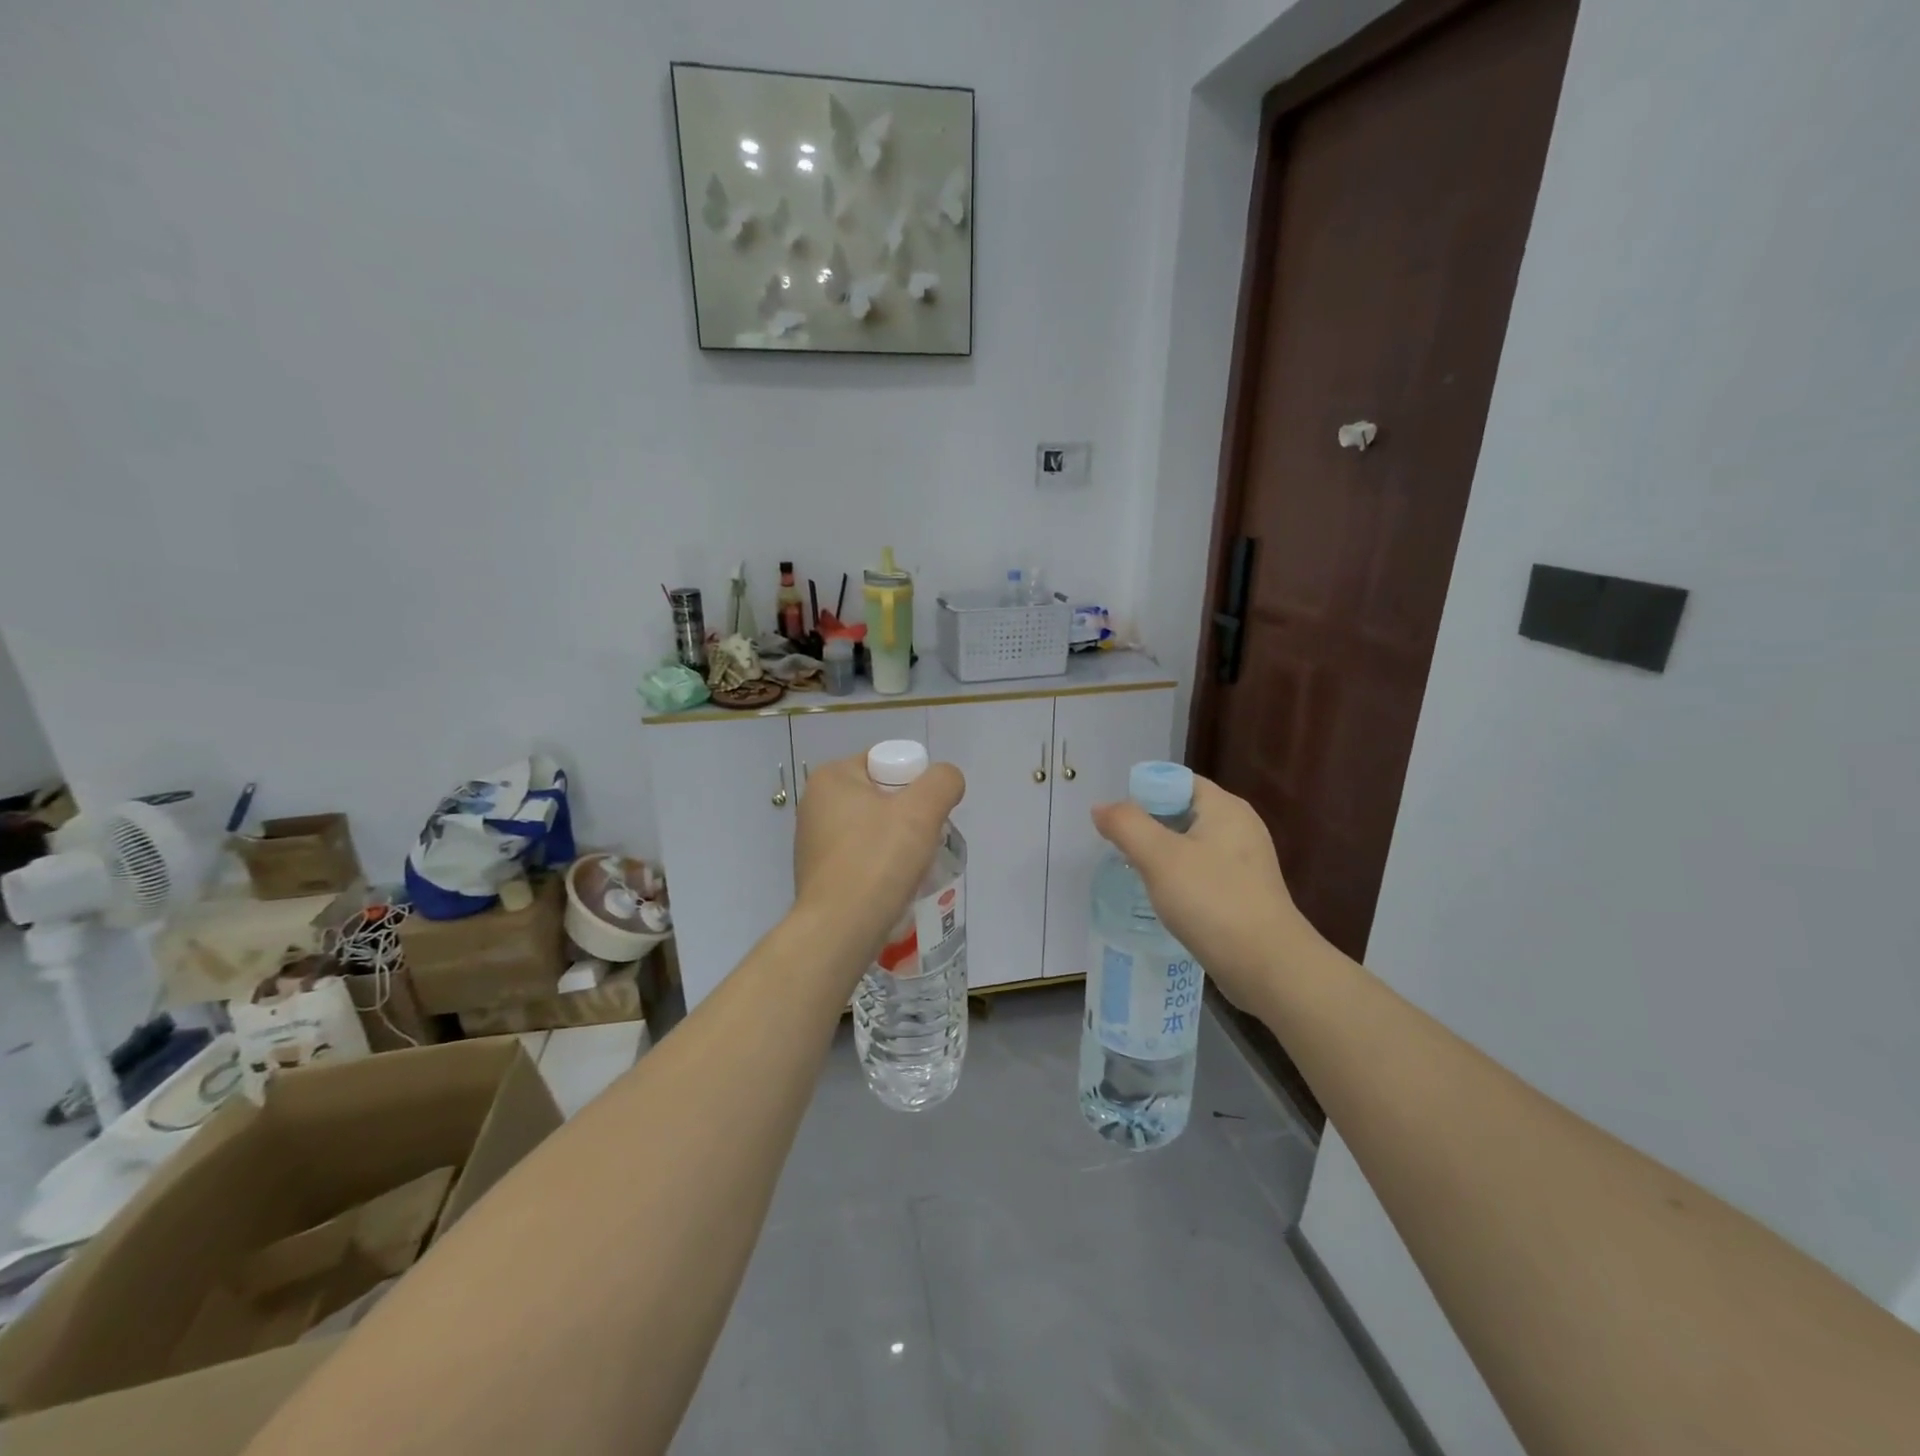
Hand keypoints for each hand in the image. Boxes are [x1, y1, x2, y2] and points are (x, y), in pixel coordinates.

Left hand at [792, 753, 965, 966]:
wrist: (839, 930)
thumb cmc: (877, 861)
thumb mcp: (922, 810)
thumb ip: (942, 782)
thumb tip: (946, 781)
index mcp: (831, 778)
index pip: (886, 763)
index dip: (916, 785)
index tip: (927, 816)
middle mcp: (815, 804)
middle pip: (882, 798)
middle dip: (910, 818)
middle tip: (925, 842)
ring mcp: (813, 842)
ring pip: (874, 831)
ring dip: (898, 845)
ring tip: (912, 868)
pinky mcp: (819, 876)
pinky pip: (861, 859)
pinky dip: (880, 868)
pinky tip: (893, 887)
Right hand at [1091, 776, 1314, 1008]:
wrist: (1268, 967)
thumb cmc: (1212, 902)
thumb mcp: (1159, 857)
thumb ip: (1126, 825)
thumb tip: (1101, 808)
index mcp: (1225, 807)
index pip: (1176, 781)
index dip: (1142, 794)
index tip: (1118, 823)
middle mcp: (1239, 827)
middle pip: (1182, 811)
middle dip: (1148, 826)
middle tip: (1120, 849)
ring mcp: (1245, 861)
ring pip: (1190, 844)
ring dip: (1161, 855)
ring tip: (1136, 875)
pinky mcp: (1245, 892)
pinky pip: (1202, 871)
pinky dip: (1179, 878)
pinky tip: (1164, 899)